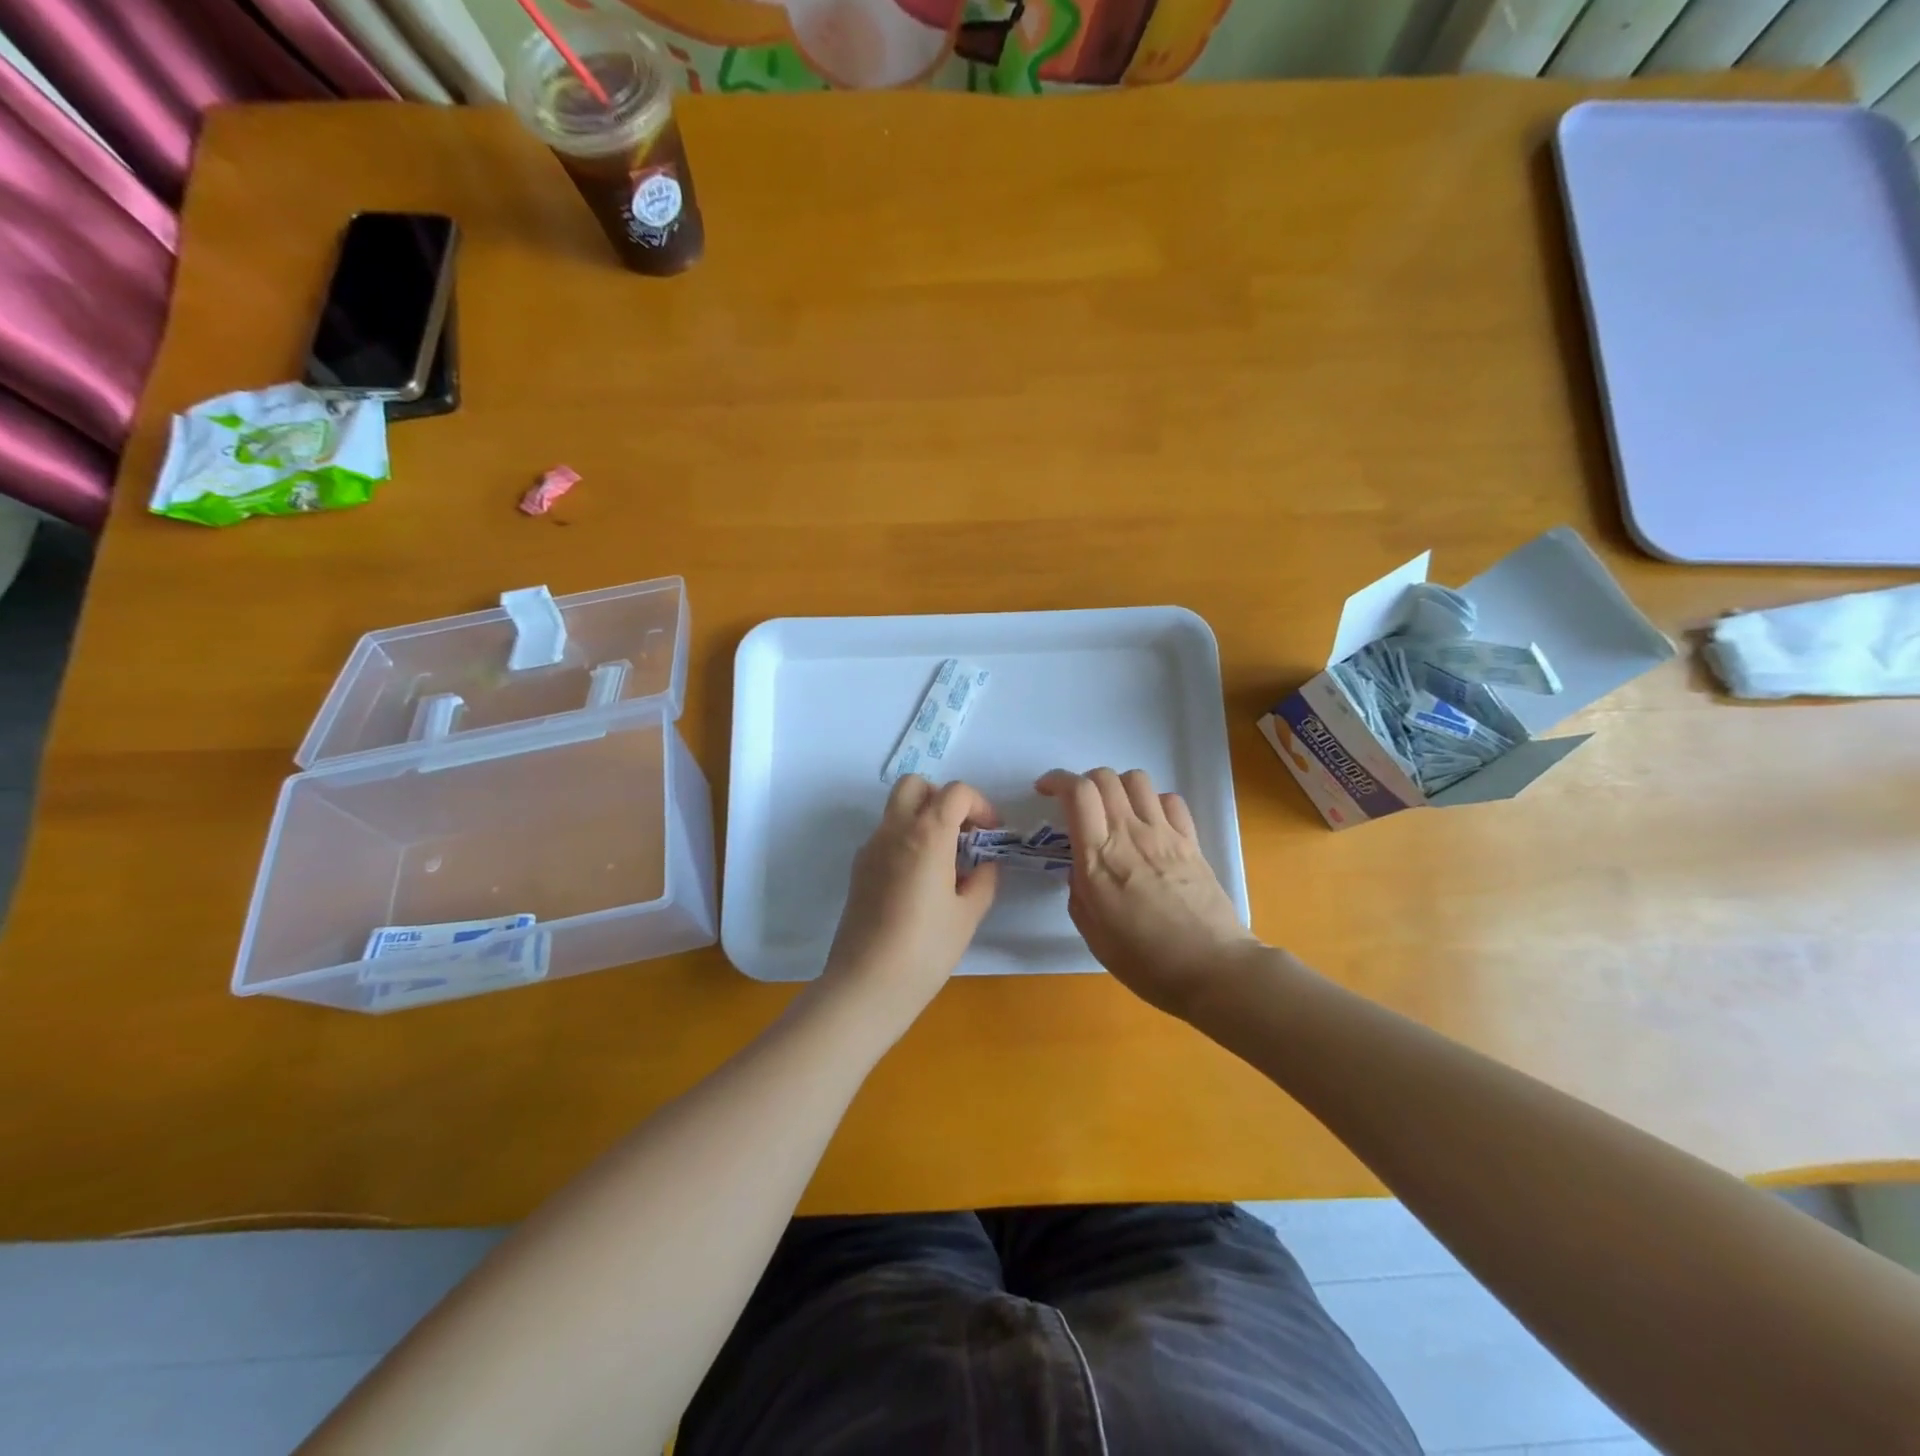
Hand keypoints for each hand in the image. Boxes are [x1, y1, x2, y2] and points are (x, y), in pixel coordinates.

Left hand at [819, 776, 999, 1033]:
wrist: (866, 984)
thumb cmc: (926, 949)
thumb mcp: (968, 914)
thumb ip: (984, 880)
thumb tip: (985, 864)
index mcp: (926, 834)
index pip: (955, 792)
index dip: (980, 805)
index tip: (991, 832)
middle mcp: (894, 830)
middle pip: (915, 785)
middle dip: (942, 798)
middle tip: (961, 832)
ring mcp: (871, 848)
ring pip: (896, 809)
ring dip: (923, 818)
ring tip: (944, 860)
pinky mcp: (858, 868)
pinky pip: (885, 836)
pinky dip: (906, 840)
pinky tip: (920, 881)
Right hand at [1037, 767, 1260, 1018]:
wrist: (1212, 969)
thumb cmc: (1145, 961)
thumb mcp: (1093, 932)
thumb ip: (1079, 892)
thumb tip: (1082, 869)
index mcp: (1099, 857)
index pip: (1078, 792)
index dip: (1057, 780)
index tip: (1045, 790)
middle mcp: (1130, 834)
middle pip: (1105, 777)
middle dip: (1083, 780)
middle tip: (1077, 804)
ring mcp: (1164, 834)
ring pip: (1137, 780)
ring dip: (1118, 787)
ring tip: (1114, 809)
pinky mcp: (1191, 841)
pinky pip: (1170, 800)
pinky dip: (1153, 802)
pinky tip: (1149, 823)